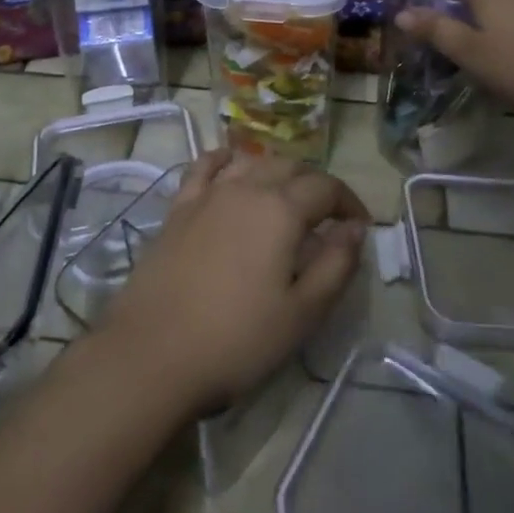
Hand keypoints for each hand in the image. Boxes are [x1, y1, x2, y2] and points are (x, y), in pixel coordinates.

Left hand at [98, 151, 366, 415]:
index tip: (360, 226)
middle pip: (289, 167)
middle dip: (316, 185)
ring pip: (250, 161)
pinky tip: (230, 167)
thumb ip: (336, 265)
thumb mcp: (302, 313)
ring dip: (276, 171)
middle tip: (328, 217)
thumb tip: (355, 229)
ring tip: (286, 197)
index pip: (326, 187)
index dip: (349, 202)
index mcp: (280, 210)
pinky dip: (225, 160)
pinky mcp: (178, 208)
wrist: (153, 352)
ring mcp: (207, 194)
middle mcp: (244, 188)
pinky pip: (204, 167)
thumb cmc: (236, 339)